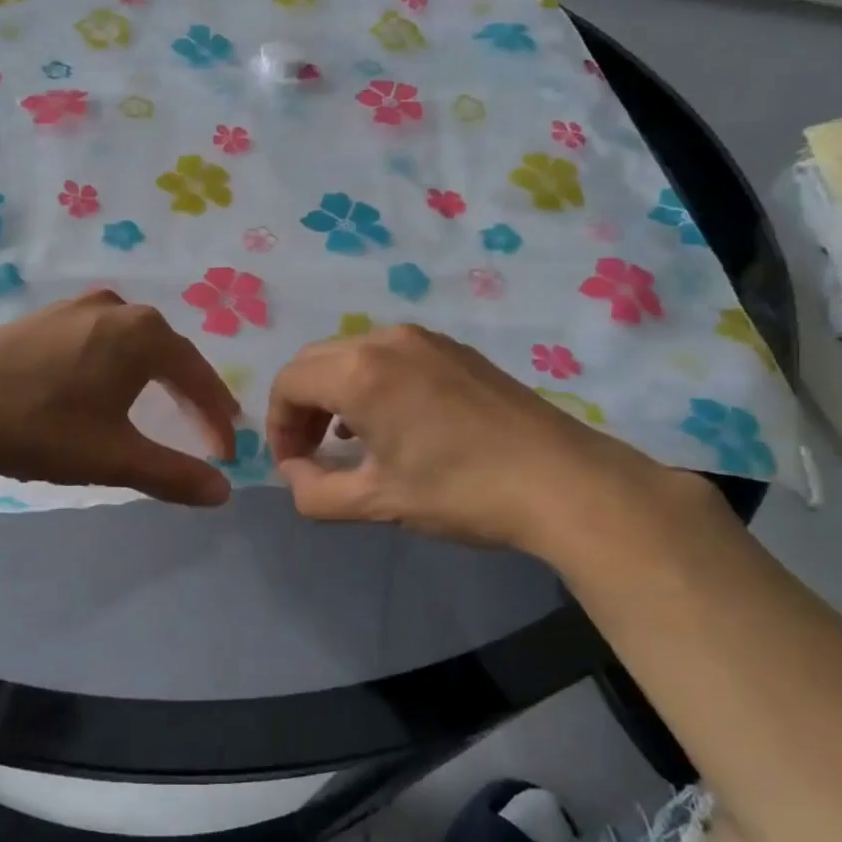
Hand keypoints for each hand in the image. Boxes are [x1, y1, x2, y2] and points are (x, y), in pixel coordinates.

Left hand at [0, 291, 239, 506]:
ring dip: (155, 373)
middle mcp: (116, 308)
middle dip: (190, 391)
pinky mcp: (44, 317)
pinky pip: (100, 338)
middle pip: (169, 352)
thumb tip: (223, 492)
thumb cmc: (44, 428)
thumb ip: (174, 474)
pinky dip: (118, 362)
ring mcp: (76, 307)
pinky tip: (107, 382)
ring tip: (163, 402)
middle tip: (205, 424)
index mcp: (143, 334)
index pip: (198, 376)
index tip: (227, 452)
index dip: (216, 416)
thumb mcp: (115, 457)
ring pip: (133, 342)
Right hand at [265, 324, 664, 556]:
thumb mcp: (377, 502)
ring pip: (350, 355)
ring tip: (346, 442)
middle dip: (300, 408)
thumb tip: (294, 474)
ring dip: (333, 394)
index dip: (277, 426)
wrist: (564, 481)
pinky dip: (368, 383)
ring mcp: (424, 339)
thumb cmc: (461, 491)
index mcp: (360, 372)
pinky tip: (389, 423)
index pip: (288, 384)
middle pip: (314, 363)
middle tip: (310, 454)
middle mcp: (386, 340)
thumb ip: (314, 493)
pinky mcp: (453, 349)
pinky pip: (387, 355)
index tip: (293, 467)